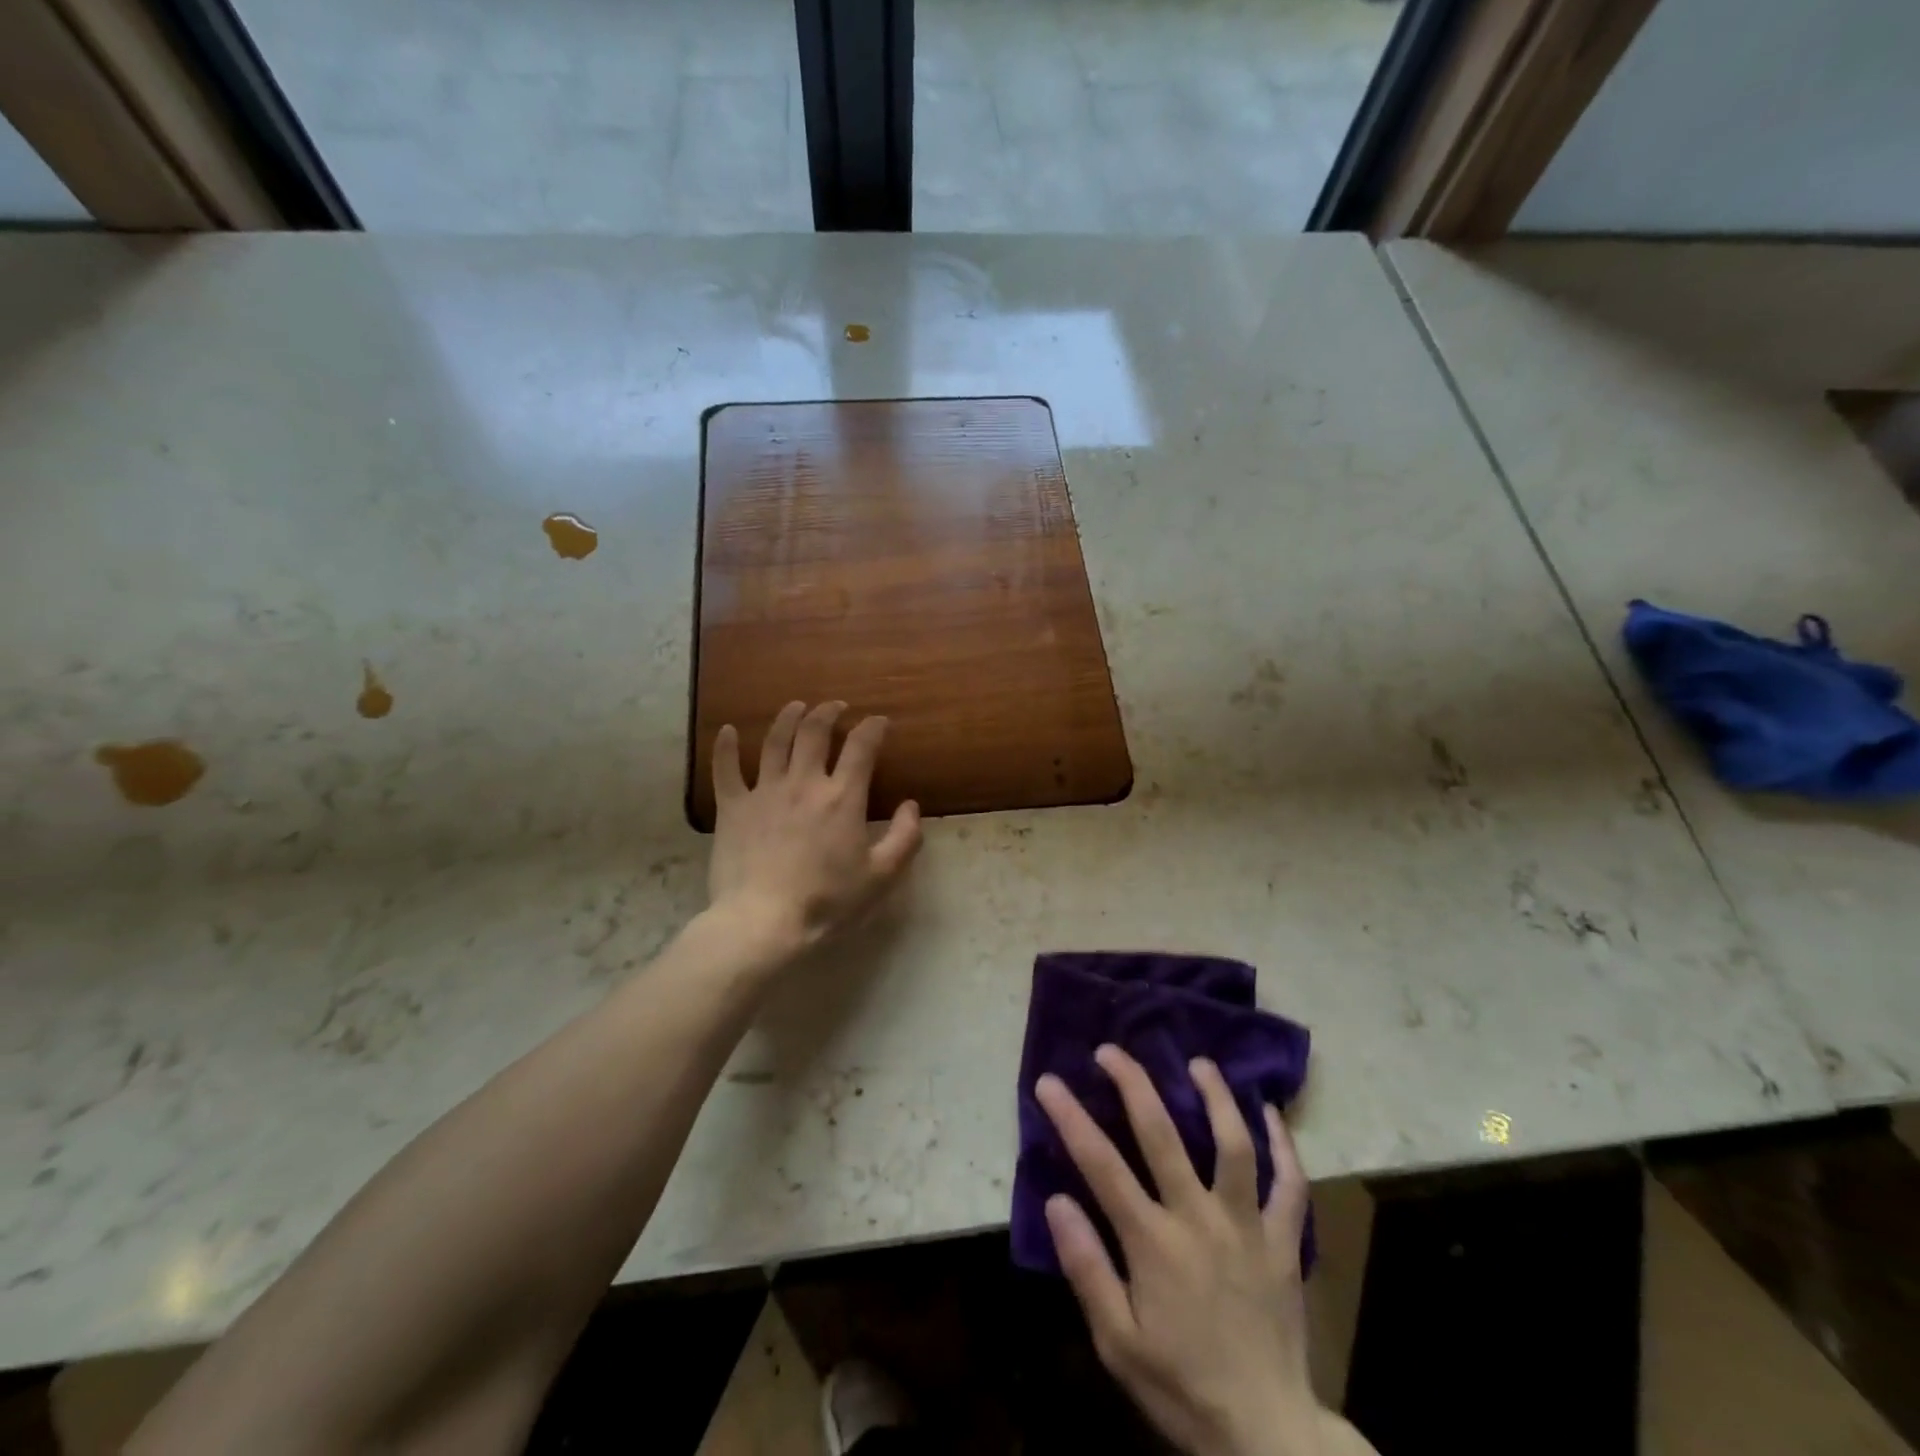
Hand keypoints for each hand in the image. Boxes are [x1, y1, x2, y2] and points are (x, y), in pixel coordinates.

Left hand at [707, 701, 921, 956]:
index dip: (873, 728)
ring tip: (796, 706)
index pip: (862, 746)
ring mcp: (764, 791)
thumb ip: (905, 838)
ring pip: (774, 740)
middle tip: (836, 707)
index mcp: (842, 797)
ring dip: (787, 718)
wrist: (763, 922)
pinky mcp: (732, 807)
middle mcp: (804, 783)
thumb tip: (912, 805)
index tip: (880, 722)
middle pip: (815, 731)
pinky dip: (725, 746)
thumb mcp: (882, 877)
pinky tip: (726, 730)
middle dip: (829, 712)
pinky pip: (725, 769)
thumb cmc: (828, 902)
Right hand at [1037, 1046, 1357, 1455]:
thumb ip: (1086, 1268)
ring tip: (1199, 1062)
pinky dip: (1284, 1145)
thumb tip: (1056, 1200)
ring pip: (1233, 1144)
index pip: (1101, 1165)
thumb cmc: (1181, 1386)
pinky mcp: (1283, 1242)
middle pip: (1162, 1135)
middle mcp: (1200, 1218)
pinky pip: (1290, 1185)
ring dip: (1215, 1097)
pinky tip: (1270, 1113)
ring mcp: (1247, 1225)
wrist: (1267, 1435)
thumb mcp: (1117, 1343)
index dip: (1071, 1118)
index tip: (1048, 1081)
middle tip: (1112, 1050)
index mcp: (1154, 1243)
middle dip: (1133, 1084)